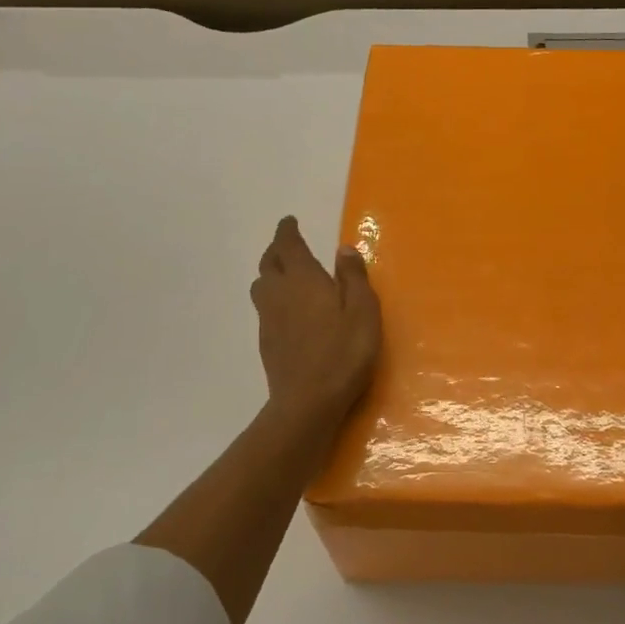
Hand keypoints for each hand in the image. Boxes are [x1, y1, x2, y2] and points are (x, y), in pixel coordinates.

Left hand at [250, 215, 380, 430]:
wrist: (308, 402)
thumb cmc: (343, 353)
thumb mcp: (363, 311)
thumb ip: (353, 277)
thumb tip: (343, 249)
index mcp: (303, 279)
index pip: (288, 245)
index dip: (287, 231)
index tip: (290, 221)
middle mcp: (279, 293)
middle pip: (269, 263)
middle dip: (277, 250)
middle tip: (288, 245)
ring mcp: (268, 319)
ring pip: (262, 286)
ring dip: (271, 274)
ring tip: (285, 276)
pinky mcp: (267, 342)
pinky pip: (265, 309)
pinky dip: (273, 300)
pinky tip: (288, 313)